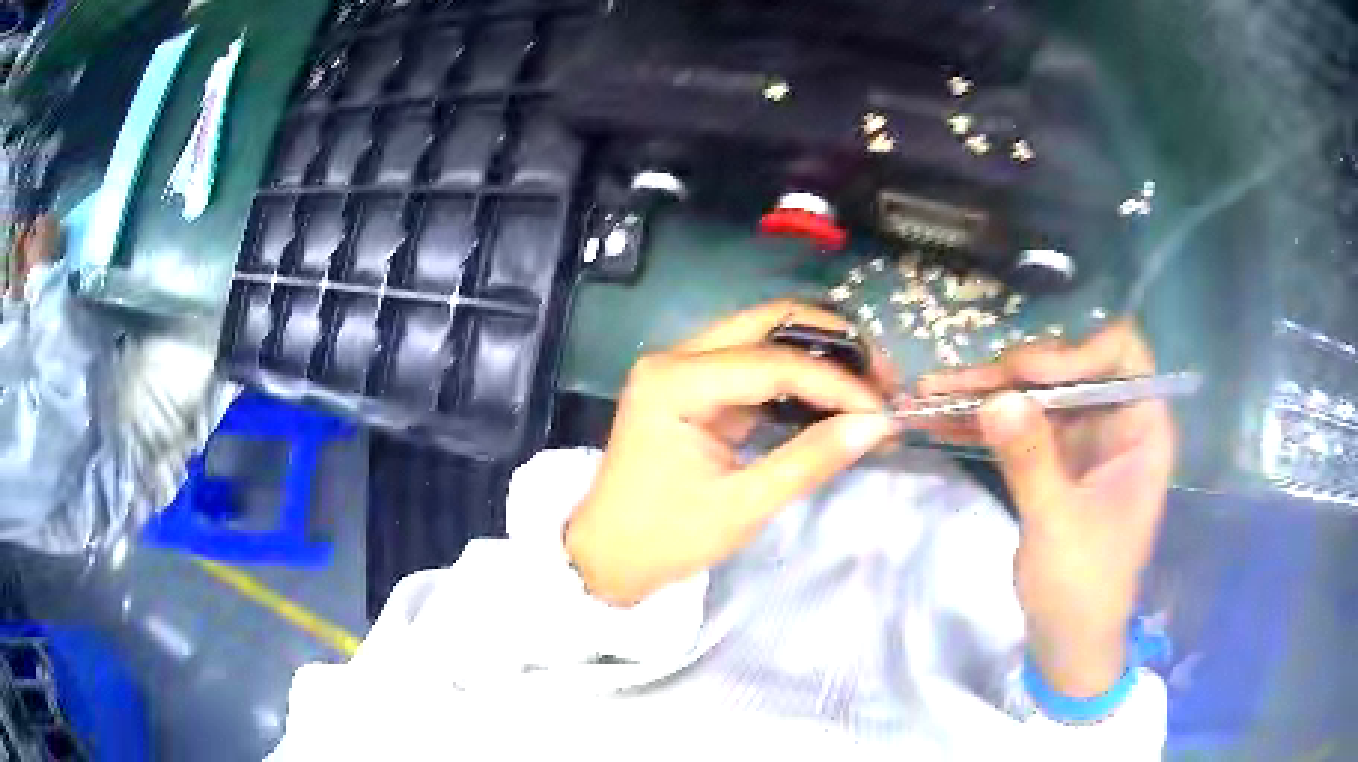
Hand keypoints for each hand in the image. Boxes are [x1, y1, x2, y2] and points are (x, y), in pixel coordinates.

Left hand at [566, 299, 899, 605]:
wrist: (607, 556)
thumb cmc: (665, 538)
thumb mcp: (743, 506)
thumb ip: (811, 459)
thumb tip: (877, 425)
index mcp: (676, 381)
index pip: (774, 362)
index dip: (837, 384)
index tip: (883, 410)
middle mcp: (676, 357)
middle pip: (768, 323)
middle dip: (833, 344)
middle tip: (882, 376)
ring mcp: (682, 368)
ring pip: (763, 337)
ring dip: (818, 356)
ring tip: (867, 386)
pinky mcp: (693, 387)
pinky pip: (754, 367)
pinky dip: (796, 379)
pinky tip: (831, 400)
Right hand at [916, 322, 1174, 696]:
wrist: (1068, 640)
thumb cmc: (1082, 588)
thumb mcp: (1056, 525)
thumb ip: (1031, 459)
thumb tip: (996, 397)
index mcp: (1141, 430)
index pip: (1122, 355)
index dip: (1077, 351)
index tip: (1025, 373)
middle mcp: (1115, 421)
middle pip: (1067, 369)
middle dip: (1011, 374)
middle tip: (955, 383)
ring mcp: (1083, 438)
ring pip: (1036, 393)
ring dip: (985, 393)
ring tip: (930, 392)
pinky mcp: (1055, 457)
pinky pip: (1020, 424)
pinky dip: (983, 422)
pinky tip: (938, 418)